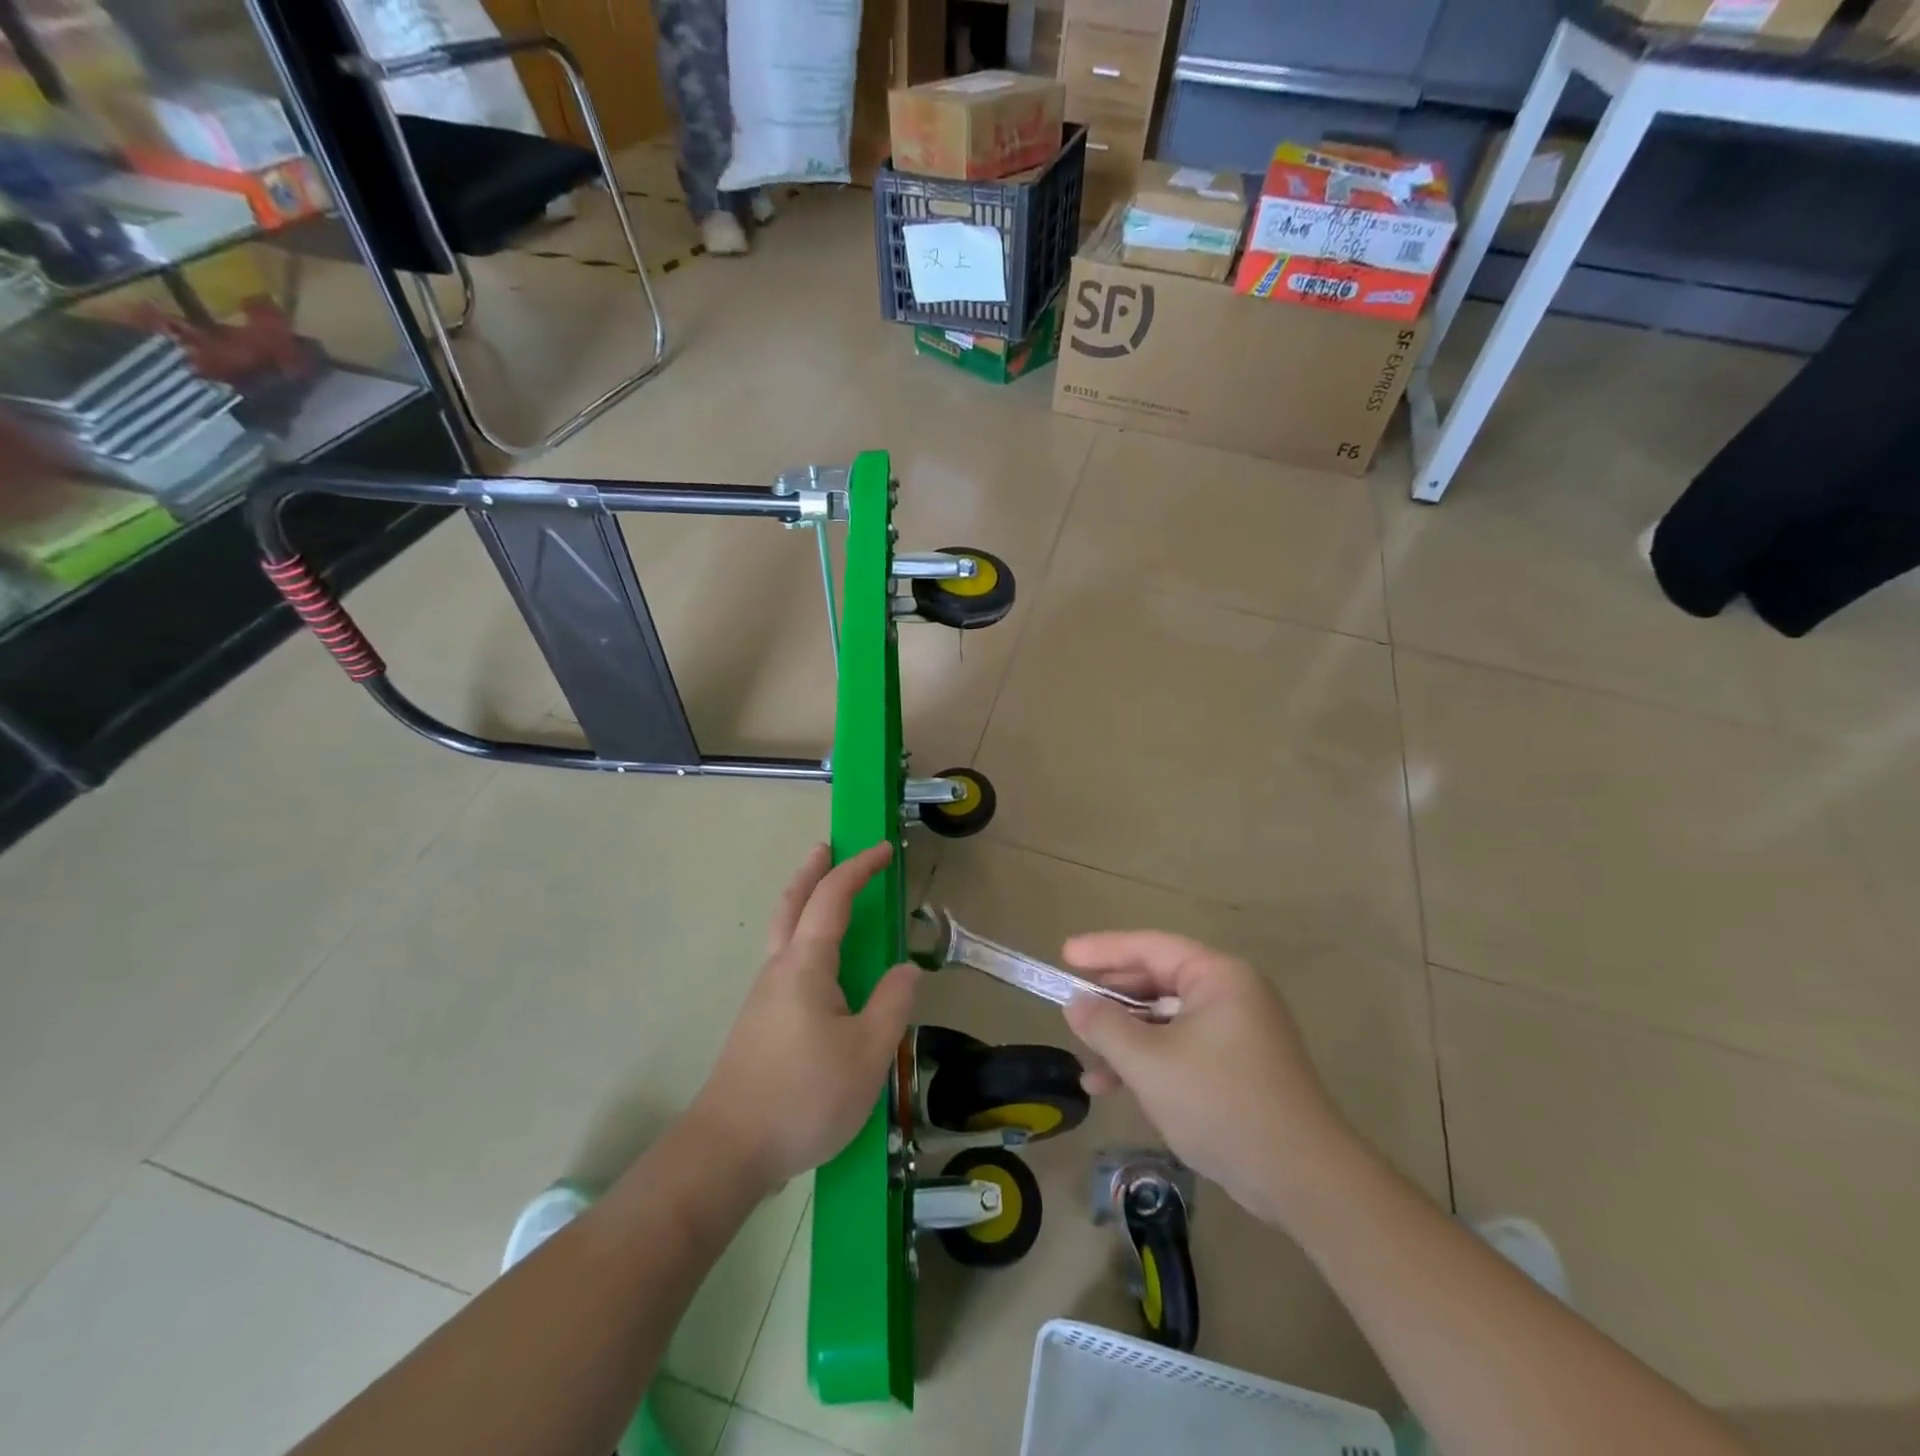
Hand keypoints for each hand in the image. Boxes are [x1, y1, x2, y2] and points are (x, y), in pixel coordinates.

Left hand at [689, 844, 918, 1191]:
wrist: (727, 1151)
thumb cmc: (803, 1097)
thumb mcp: (867, 1055)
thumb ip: (892, 1005)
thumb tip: (906, 969)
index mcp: (805, 966)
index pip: (832, 899)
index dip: (858, 869)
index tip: (883, 850)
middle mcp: (778, 970)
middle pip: (791, 903)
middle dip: (812, 871)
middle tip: (829, 847)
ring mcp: (763, 996)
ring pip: (783, 932)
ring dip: (804, 902)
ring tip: (830, 899)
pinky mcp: (759, 1022)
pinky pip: (785, 961)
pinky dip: (802, 936)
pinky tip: (821, 967)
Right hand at [1061, 931, 1355, 1224]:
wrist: (1302, 1180)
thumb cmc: (1222, 1103)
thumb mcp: (1150, 1063)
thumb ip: (1106, 1027)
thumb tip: (1075, 1003)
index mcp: (1218, 977)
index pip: (1150, 947)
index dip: (1104, 949)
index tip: (1065, 954)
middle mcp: (1231, 994)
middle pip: (1158, 981)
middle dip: (1112, 998)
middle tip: (1071, 1001)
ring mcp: (1237, 1032)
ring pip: (1166, 1020)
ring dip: (1125, 1038)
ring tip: (1085, 1056)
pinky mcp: (1238, 1068)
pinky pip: (1181, 1049)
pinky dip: (1149, 1062)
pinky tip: (1112, 1087)